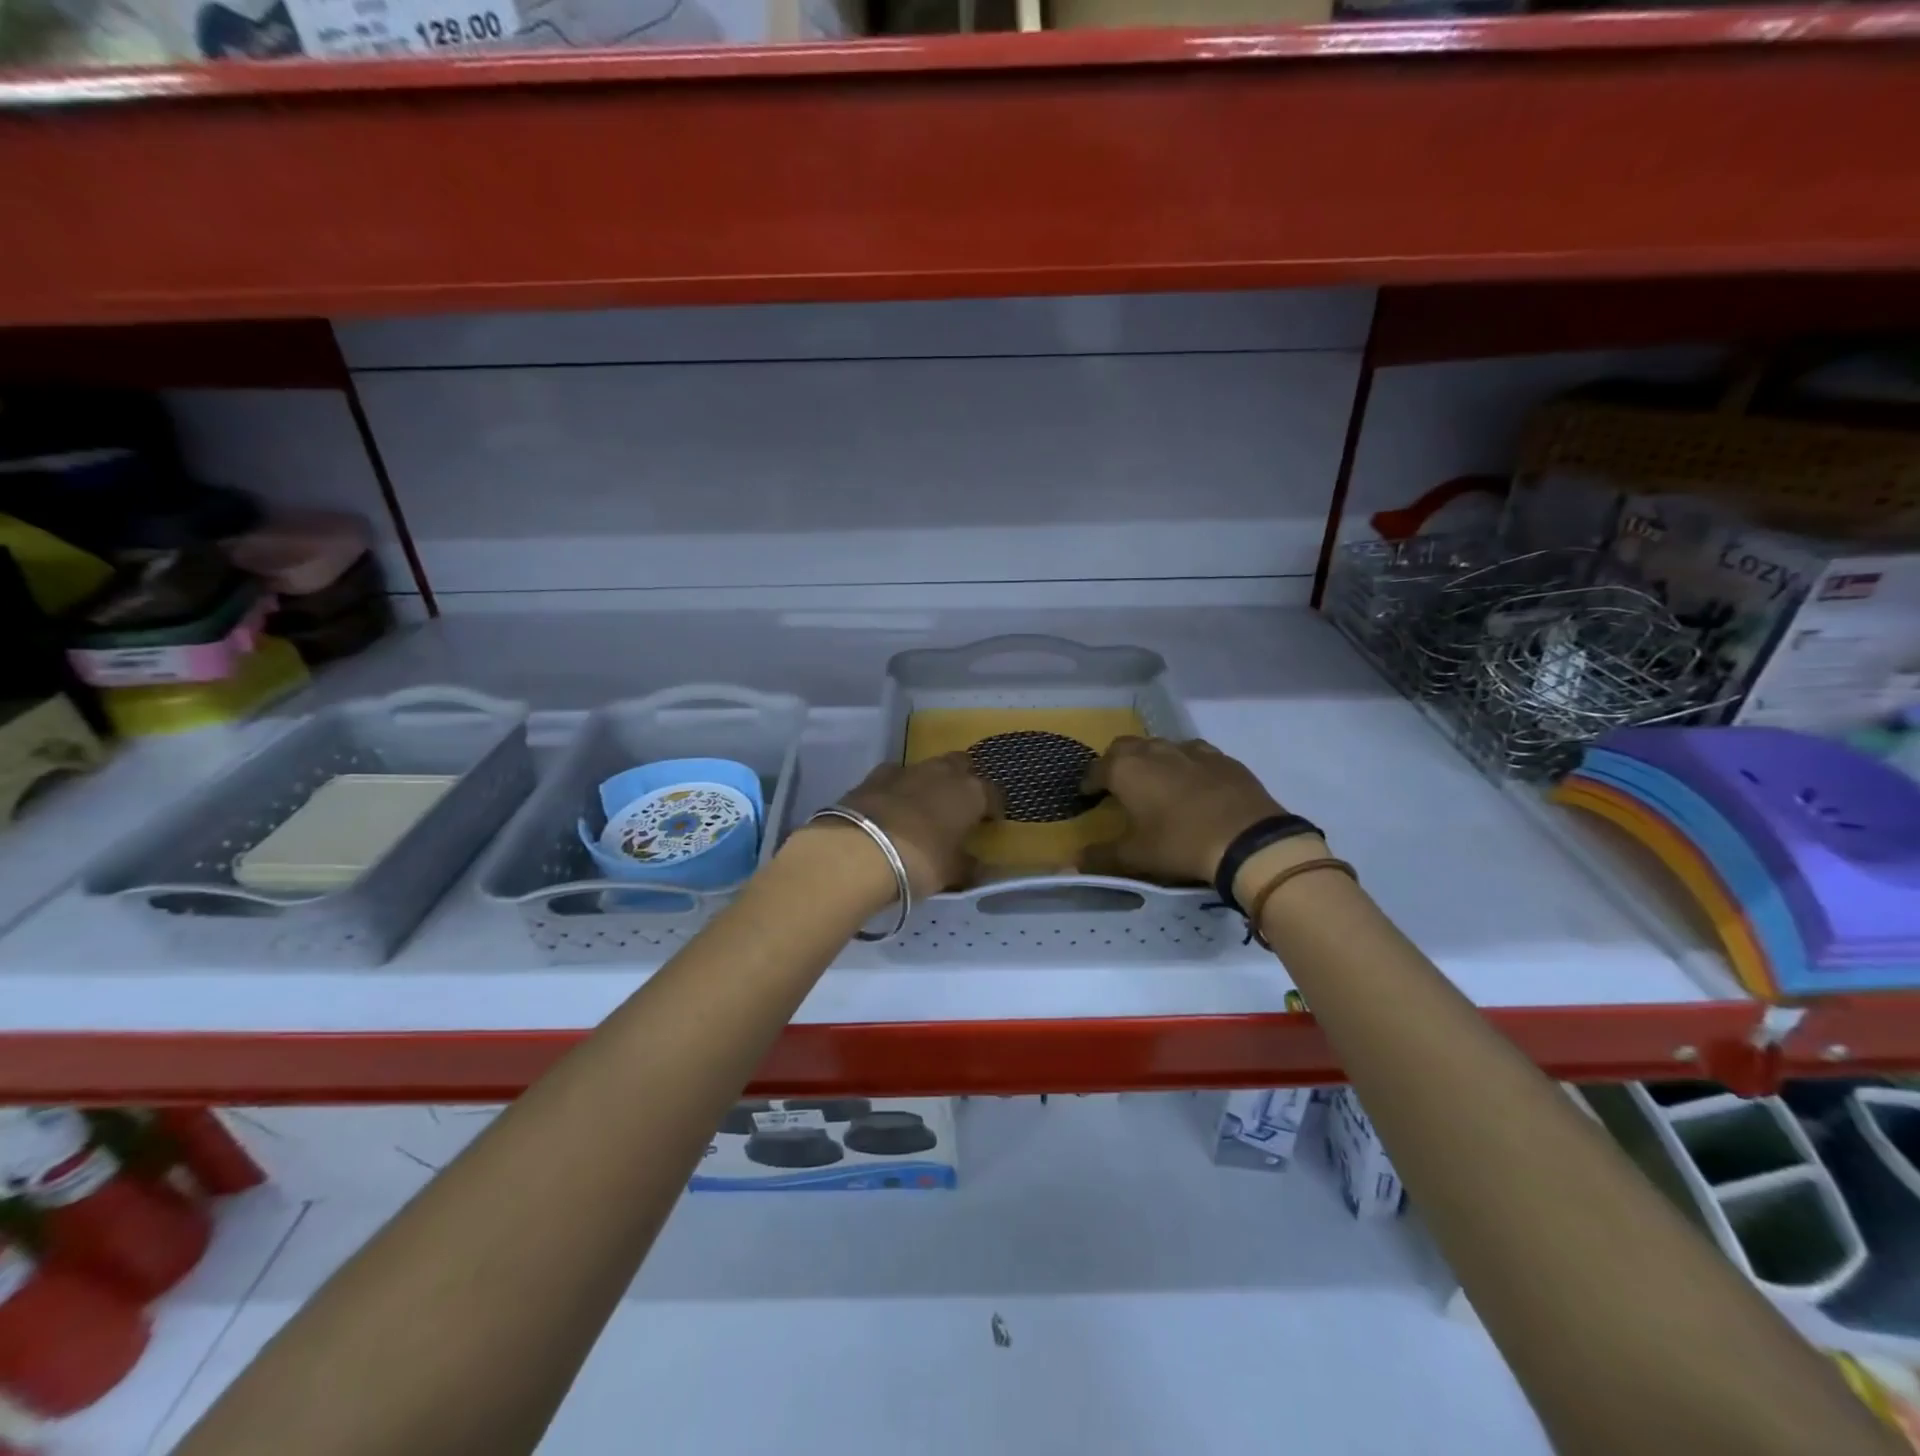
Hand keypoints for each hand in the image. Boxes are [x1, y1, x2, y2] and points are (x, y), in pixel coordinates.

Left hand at [835, 753, 1002, 896]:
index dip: (993, 808)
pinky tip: (893, 804)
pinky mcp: (875, 775)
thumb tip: (979, 867)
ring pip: (928, 767)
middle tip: (958, 806)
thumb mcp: (951, 872)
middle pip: (961, 765)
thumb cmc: (919, 861)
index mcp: (971, 793)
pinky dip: (899, 787)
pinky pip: (896, 775)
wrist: (859, 850)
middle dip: (963, 780)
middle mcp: (943, 772)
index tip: (989, 823)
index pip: (993, 793)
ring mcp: (907, 769)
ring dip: (931, 782)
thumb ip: (969, 866)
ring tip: (925, 806)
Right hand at [1080, 736, 1289, 885]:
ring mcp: (1192, 750)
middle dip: (1116, 763)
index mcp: (1126, 769)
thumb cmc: (1180, 843)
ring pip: (1161, 746)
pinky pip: (1194, 754)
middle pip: (1126, 747)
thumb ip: (1101, 857)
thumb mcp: (1135, 857)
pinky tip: (1193, 785)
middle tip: (1117, 785)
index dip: (1088, 783)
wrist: (1248, 840)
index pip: (1096, 769)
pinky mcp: (1223, 758)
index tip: (1087, 796)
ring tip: (1155, 783)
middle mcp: (1155, 750)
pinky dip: (1185, 765)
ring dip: (1152, 760)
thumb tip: (1072, 863)